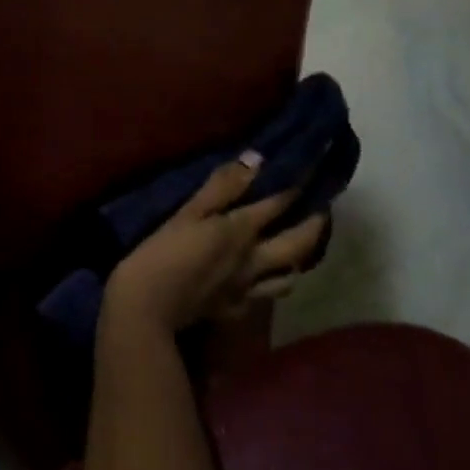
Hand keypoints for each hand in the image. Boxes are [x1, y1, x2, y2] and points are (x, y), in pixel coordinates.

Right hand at [103, 152, 329, 335]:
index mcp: (240, 231)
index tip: (314, 169)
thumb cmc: (162, 251)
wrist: (147, 307)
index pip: (279, 203)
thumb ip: (221, 187)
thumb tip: (256, 160)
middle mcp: (254, 260)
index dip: (299, 184)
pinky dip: (272, 284)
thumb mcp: (187, 212)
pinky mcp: (236, 310)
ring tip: (297, 247)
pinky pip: (266, 296)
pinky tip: (263, 279)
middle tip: (322, 209)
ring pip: (289, 276)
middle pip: (298, 243)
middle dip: (315, 224)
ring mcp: (248, 289)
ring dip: (299, 259)